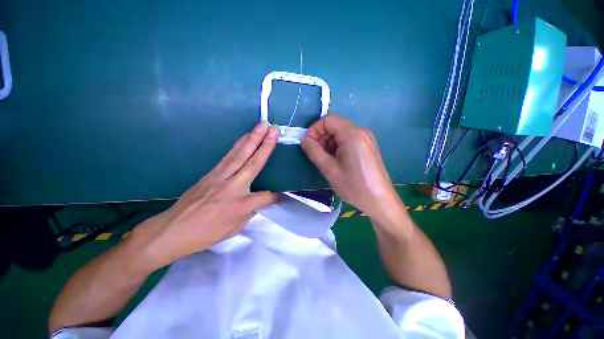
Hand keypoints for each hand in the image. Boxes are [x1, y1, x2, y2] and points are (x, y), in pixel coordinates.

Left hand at [132, 122, 279, 270]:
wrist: (173, 230)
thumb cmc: (206, 233)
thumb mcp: (234, 228)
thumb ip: (251, 211)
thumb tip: (261, 199)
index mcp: (240, 205)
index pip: (265, 197)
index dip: (275, 196)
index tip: (281, 195)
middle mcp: (232, 187)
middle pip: (252, 163)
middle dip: (265, 144)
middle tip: (273, 129)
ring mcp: (219, 177)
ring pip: (240, 155)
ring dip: (252, 138)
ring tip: (261, 126)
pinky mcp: (211, 173)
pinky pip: (228, 157)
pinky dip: (238, 145)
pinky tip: (244, 137)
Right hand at [301, 114, 398, 218]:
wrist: (379, 201)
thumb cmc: (354, 186)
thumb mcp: (329, 169)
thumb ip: (314, 151)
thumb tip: (304, 140)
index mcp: (352, 134)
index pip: (328, 120)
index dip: (314, 130)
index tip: (308, 145)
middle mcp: (361, 131)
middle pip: (335, 126)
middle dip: (321, 138)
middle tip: (316, 155)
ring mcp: (366, 139)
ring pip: (340, 134)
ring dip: (328, 144)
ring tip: (326, 161)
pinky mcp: (367, 147)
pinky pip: (348, 140)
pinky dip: (337, 147)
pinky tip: (336, 161)